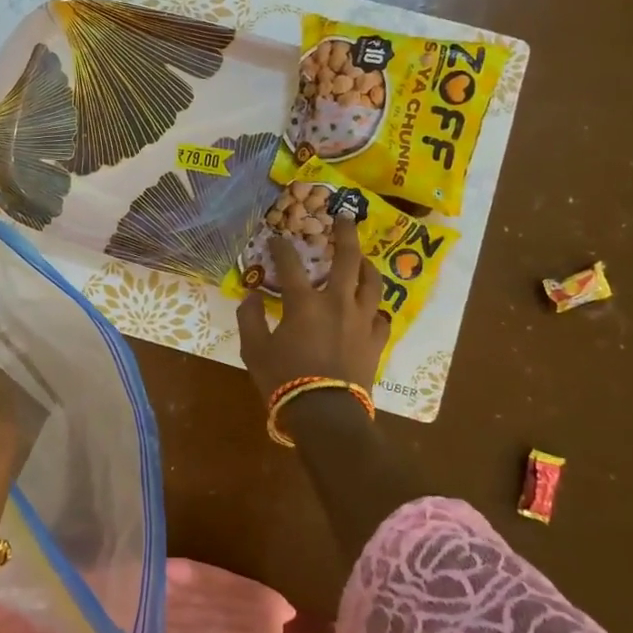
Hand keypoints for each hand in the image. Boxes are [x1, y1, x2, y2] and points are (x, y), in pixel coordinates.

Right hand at [236, 217, 389, 402]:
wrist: (326, 414)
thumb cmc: (284, 380)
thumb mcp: (254, 350)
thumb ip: (250, 318)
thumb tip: (251, 296)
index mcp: (304, 302)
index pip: (290, 264)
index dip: (281, 247)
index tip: (276, 237)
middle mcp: (337, 302)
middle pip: (347, 258)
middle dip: (344, 233)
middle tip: (343, 217)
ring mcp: (362, 320)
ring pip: (372, 282)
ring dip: (366, 265)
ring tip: (362, 259)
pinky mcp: (376, 341)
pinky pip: (381, 316)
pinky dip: (375, 307)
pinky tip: (371, 307)